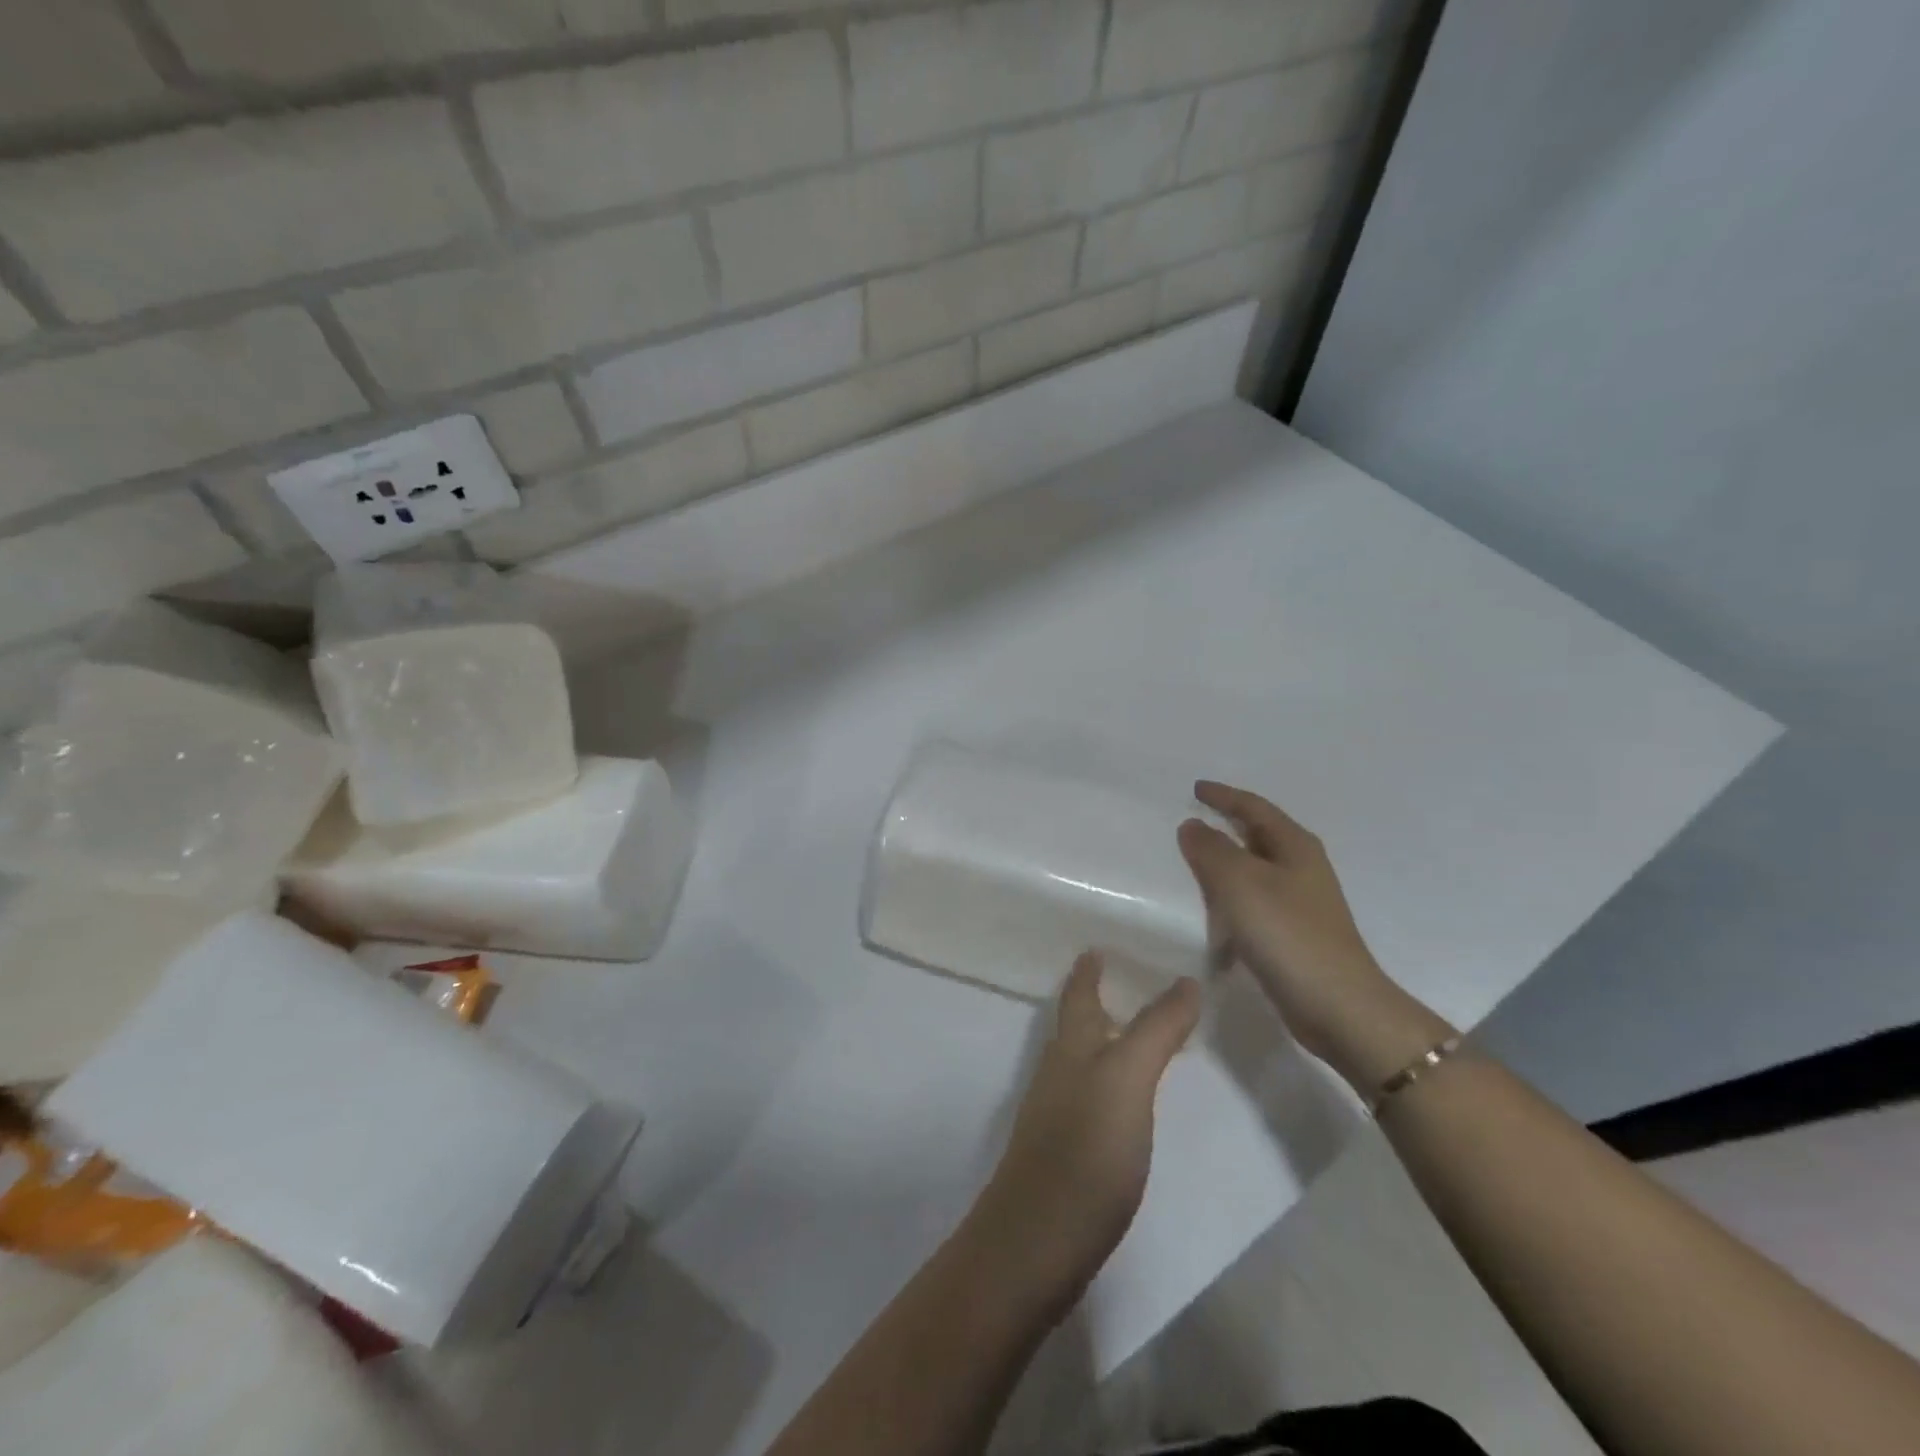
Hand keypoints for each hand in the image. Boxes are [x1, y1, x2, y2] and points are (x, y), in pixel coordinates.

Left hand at [968, 954, 1200, 1319]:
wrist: (1036, 1242)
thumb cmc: (1085, 1150)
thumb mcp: (1127, 1079)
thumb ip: (1155, 1031)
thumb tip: (1186, 980)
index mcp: (1071, 1047)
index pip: (1079, 995)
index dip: (1088, 970)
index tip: (1096, 946)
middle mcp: (1059, 1072)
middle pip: (1075, 1025)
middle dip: (1095, 1000)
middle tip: (1125, 982)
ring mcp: (1058, 1115)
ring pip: (1081, 1062)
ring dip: (1104, 1041)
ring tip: (1134, 1034)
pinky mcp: (1066, 1155)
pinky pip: (1090, 1099)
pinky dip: (1109, 1084)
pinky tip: (1126, 1103)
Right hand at [1177, 781, 1447, 1090]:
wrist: (1337, 1006)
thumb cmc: (1287, 933)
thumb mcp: (1239, 882)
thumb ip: (1210, 849)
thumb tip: (1192, 825)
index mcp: (1294, 846)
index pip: (1254, 807)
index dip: (1223, 796)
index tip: (1195, 790)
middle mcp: (1301, 868)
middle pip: (1257, 835)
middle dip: (1224, 826)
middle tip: (1188, 823)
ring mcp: (1300, 903)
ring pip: (1253, 871)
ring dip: (1224, 865)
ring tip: (1189, 866)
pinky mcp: (1292, 934)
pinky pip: (1252, 903)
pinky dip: (1229, 899)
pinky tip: (1210, 914)